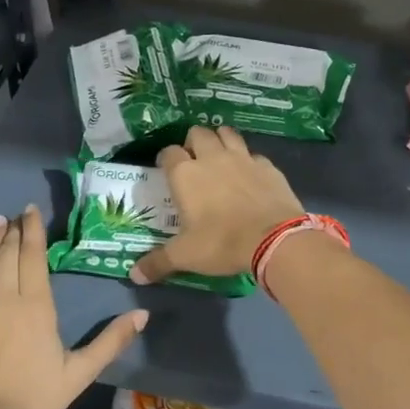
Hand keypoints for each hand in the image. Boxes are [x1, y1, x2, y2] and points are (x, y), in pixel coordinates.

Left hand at [0, 206, 147, 408]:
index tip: (31, 210)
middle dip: (13, 232)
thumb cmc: (34, 398)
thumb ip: (110, 342)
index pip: (34, 257)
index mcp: (36, 306)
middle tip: (15, 213)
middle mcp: (5, 299)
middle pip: (8, 256)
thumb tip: (142, 315)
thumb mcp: (79, 373)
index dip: (33, 231)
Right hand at [130, 126, 303, 284]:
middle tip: (194, 163)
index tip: (167, 171)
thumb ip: (158, 262)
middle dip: (193, 143)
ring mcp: (243, 158)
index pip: (169, 152)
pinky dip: (248, 160)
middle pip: (198, 133)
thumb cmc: (222, 243)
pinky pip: (253, 154)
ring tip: (219, 158)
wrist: (274, 239)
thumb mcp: (185, 256)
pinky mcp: (268, 166)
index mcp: (186, 174)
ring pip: (227, 133)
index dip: (166, 159)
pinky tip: (249, 175)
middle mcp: (212, 158)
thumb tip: (134, 275)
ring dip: (220, 140)